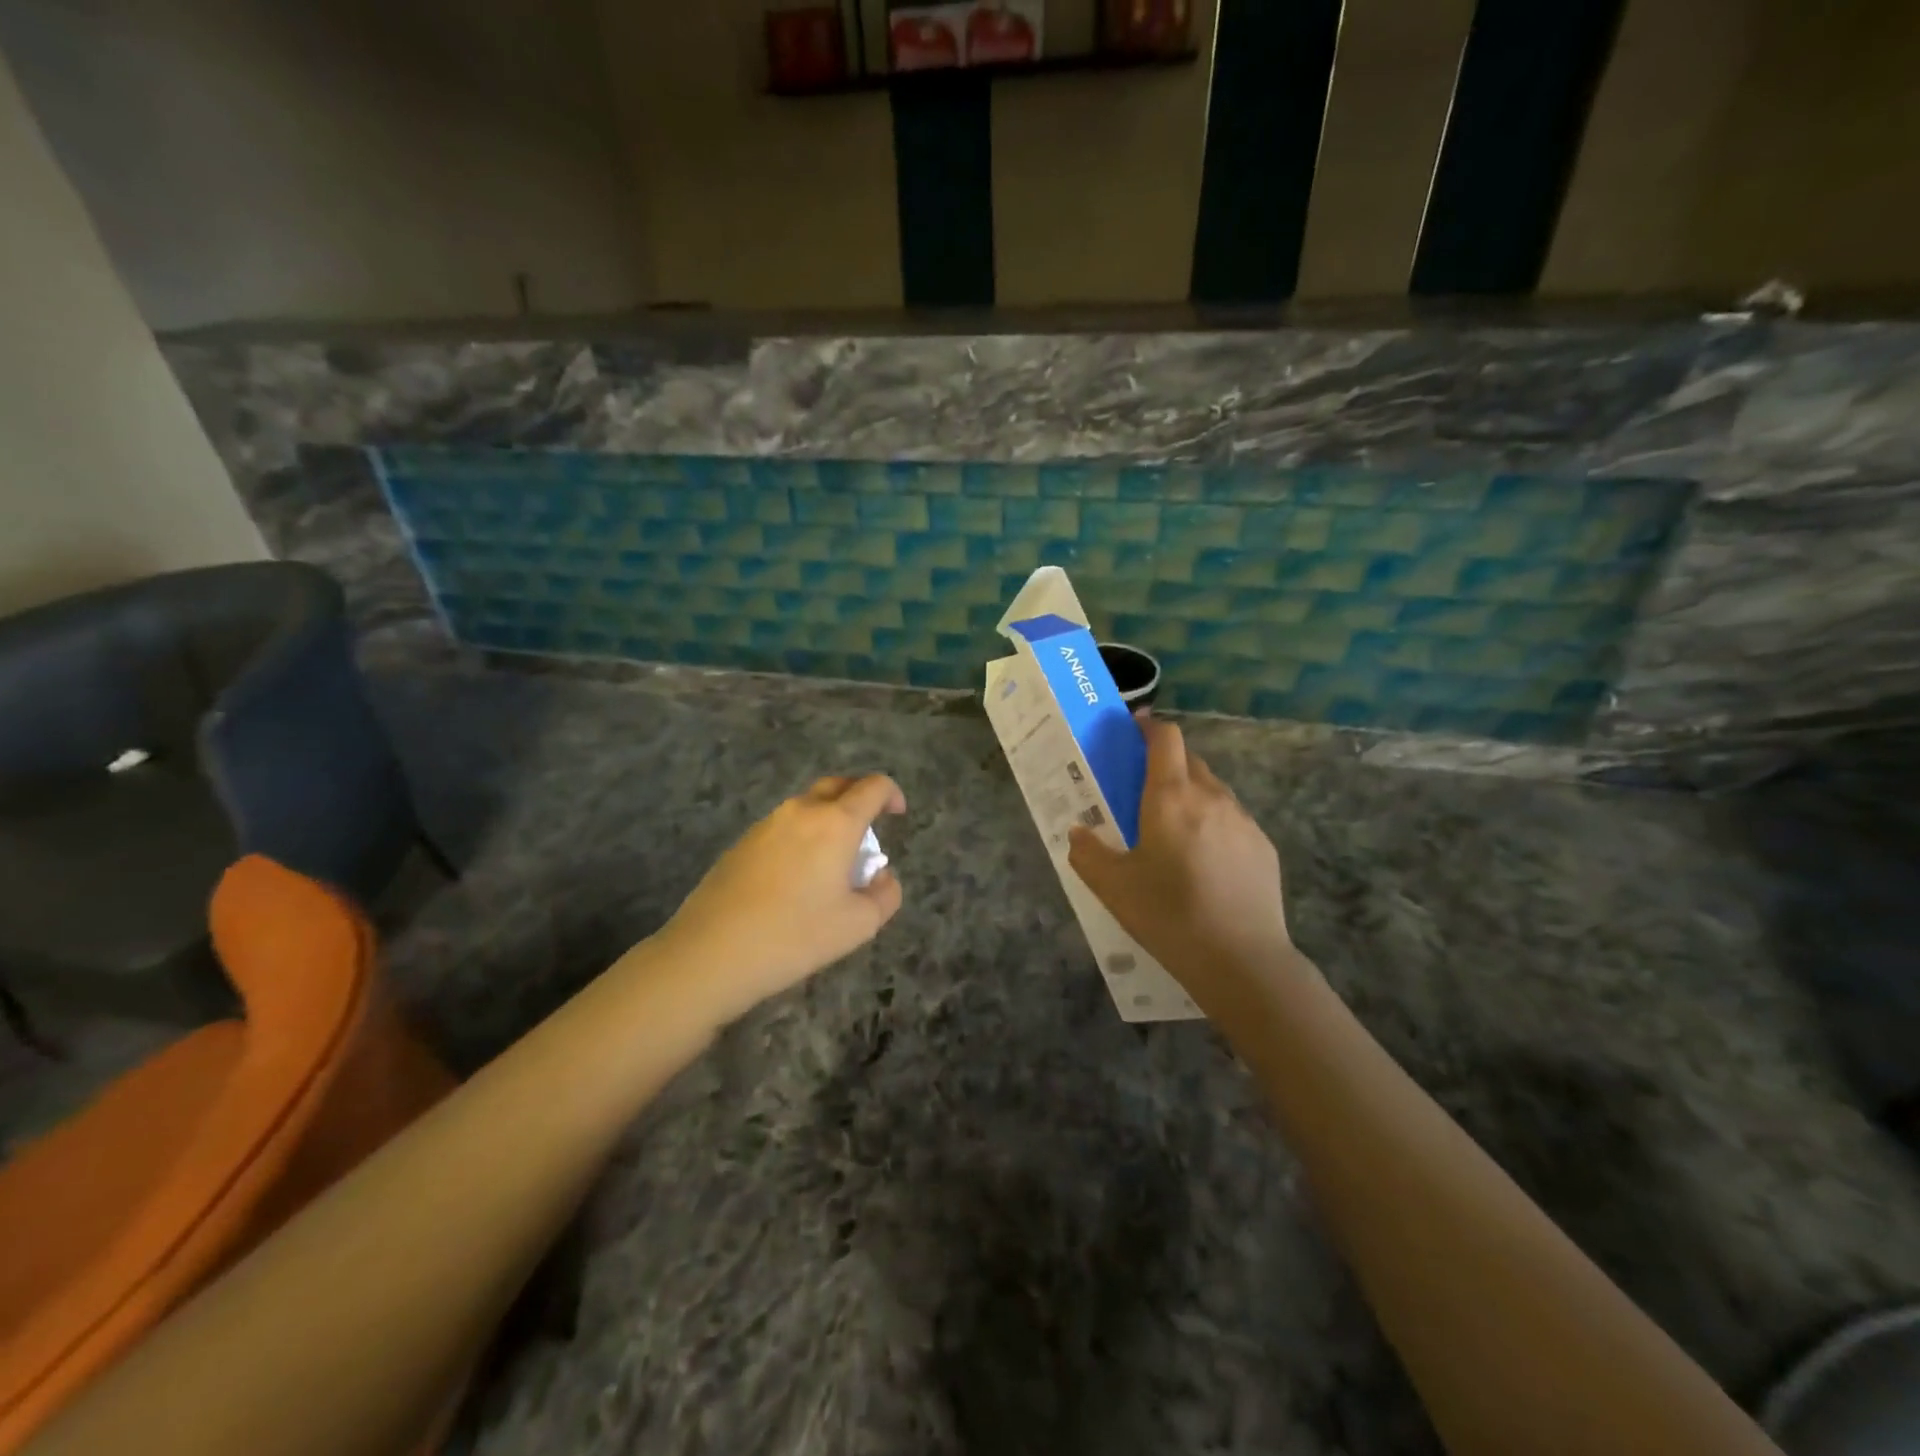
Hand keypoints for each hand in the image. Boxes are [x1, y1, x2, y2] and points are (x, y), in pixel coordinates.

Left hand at [657, 774, 905, 1021]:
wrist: (711, 953)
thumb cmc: (794, 936)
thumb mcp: (859, 925)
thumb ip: (885, 895)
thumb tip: (882, 876)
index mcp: (835, 823)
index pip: (872, 787)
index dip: (892, 794)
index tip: (898, 814)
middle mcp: (801, 811)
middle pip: (837, 785)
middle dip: (859, 798)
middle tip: (869, 830)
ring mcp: (766, 824)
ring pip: (807, 807)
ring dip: (828, 820)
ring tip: (833, 862)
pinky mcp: (742, 843)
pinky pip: (783, 827)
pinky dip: (801, 838)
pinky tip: (796, 879)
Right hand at [1068, 716, 1295, 1006]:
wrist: (1241, 960)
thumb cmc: (1168, 915)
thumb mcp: (1112, 887)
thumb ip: (1088, 853)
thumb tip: (1078, 832)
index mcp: (1171, 797)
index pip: (1166, 739)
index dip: (1150, 727)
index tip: (1135, 729)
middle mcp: (1211, 797)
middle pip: (1190, 760)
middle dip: (1167, 762)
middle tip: (1144, 788)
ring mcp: (1243, 821)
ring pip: (1214, 790)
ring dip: (1192, 794)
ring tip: (1174, 828)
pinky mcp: (1263, 847)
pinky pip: (1233, 820)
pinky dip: (1214, 824)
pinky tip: (1206, 861)